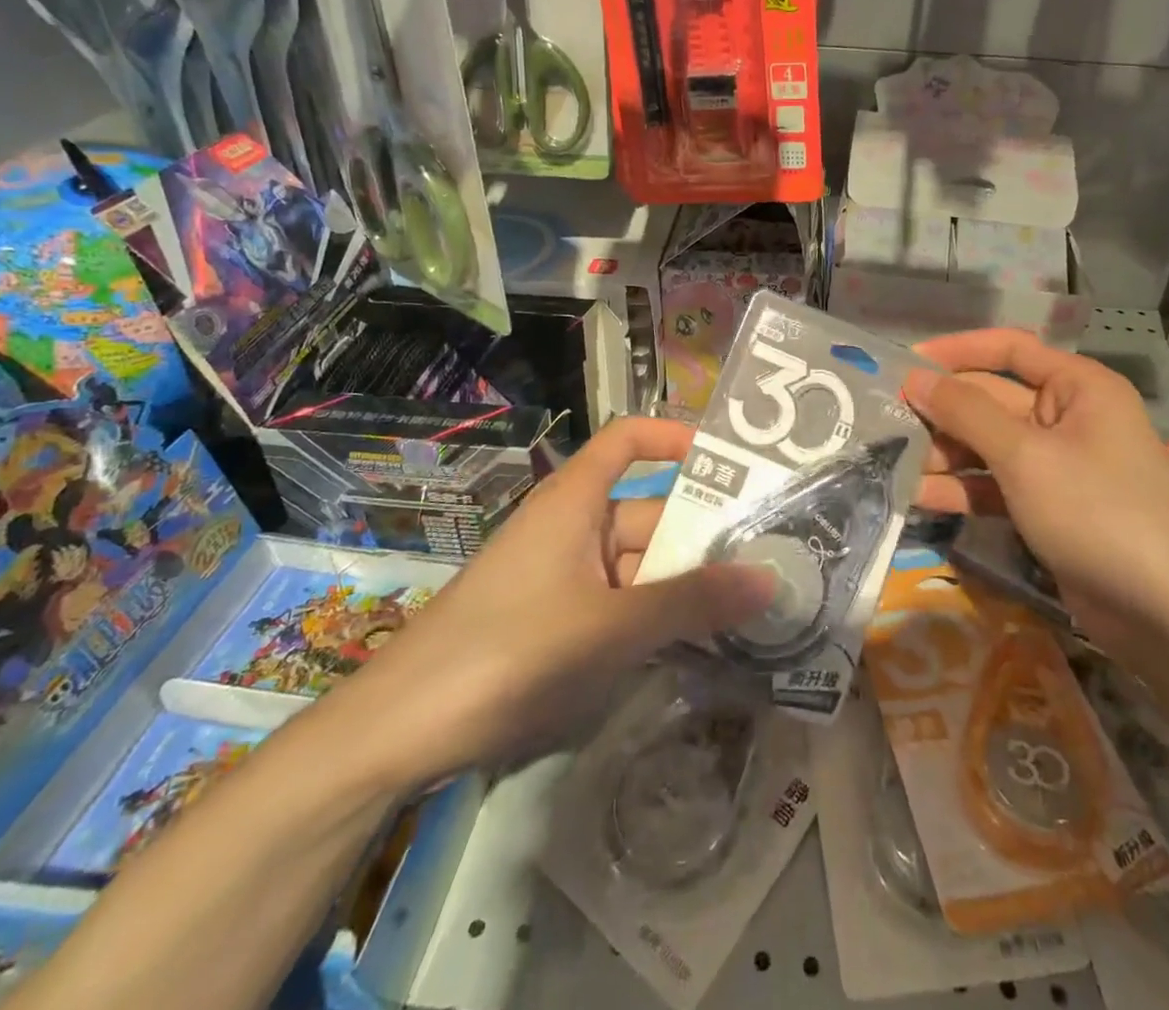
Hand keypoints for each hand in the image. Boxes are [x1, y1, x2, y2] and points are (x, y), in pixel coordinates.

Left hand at [325, 417, 777, 793]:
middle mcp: (570, 528)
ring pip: (636, 567)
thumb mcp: (612, 626)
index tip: (729, 462)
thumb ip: (691, 602)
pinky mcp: (552, 623)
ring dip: (682, 587)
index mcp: (575, 501)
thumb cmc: (510, 651)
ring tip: (748, 612)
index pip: (628, 440)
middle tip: (771, 564)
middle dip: (700, 538)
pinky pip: (617, 605)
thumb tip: (771, 577)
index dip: (673, 437)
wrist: (397, 732)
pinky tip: (693, 649)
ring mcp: (560, 577)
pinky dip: (652, 619)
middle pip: (646, 513)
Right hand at [907, 329, 1168, 652]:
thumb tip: (915, 378)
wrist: (1166, 614)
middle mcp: (1068, 418)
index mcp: (1077, 387)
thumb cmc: (1098, 510)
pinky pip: (995, 486)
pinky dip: (961, 490)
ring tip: (892, 461)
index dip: (956, 351)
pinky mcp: (1047, 508)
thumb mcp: (1025, 455)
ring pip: (988, 447)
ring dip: (944, 454)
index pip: (1008, 350)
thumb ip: (966, 413)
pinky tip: (917, 497)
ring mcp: (1057, 466)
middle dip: (942, 412)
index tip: (905, 364)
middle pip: (991, 401)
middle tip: (885, 419)